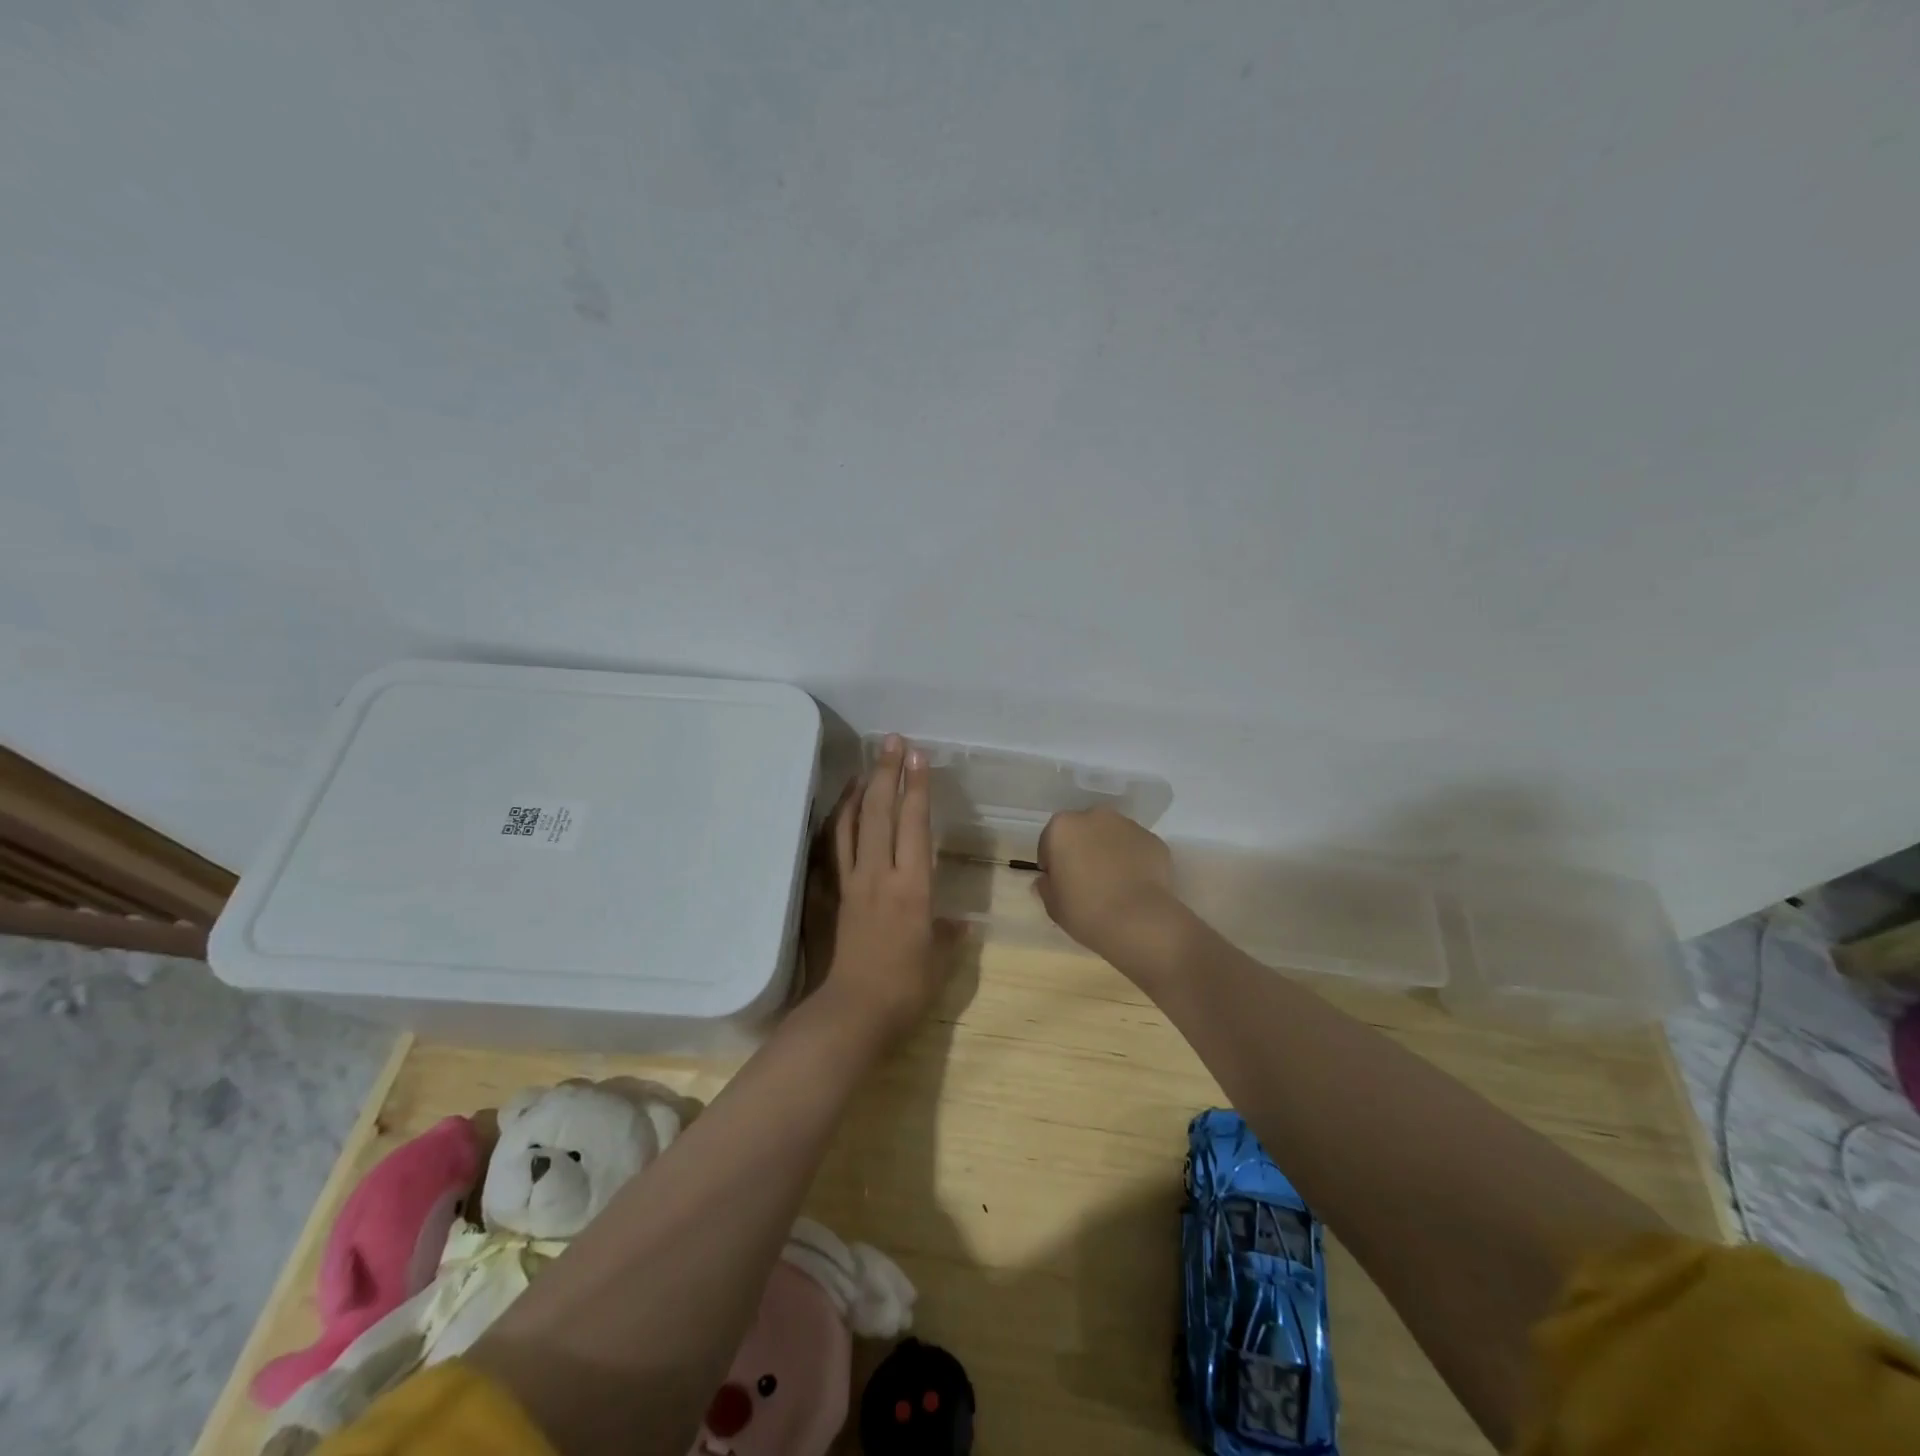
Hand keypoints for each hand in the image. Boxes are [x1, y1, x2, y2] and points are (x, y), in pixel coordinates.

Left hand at [813, 735, 951, 1039]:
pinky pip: (831, 849)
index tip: (918, 757)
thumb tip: (960, 923)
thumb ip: (949, 936)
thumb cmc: (905, 990)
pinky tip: (840, 811)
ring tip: (866, 767)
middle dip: (887, 773)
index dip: (917, 788)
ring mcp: (850, 883)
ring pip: (852, 825)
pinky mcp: (831, 896)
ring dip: (859, 791)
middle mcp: (880, 875)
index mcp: (913, 888)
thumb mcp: (939, 962)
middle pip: (881, 813)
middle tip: (892, 742)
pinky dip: (836, 823)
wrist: (851, 1014)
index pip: (915, 825)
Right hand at [1035, 809, 1189, 974]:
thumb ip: (1046, 886)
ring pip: (1111, 836)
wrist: (1140, 921)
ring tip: (1114, 883)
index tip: (1059, 883)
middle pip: (1082, 831)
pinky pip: (1135, 847)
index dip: (1053, 863)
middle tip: (1086, 880)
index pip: (1050, 841)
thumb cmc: (1086, 911)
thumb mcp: (1053, 905)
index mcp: (1063, 827)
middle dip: (1082, 849)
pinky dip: (1133, 859)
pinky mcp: (1153, 839)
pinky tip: (1135, 885)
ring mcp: (1128, 825)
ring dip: (1108, 851)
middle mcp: (1095, 816)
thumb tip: (1048, 880)